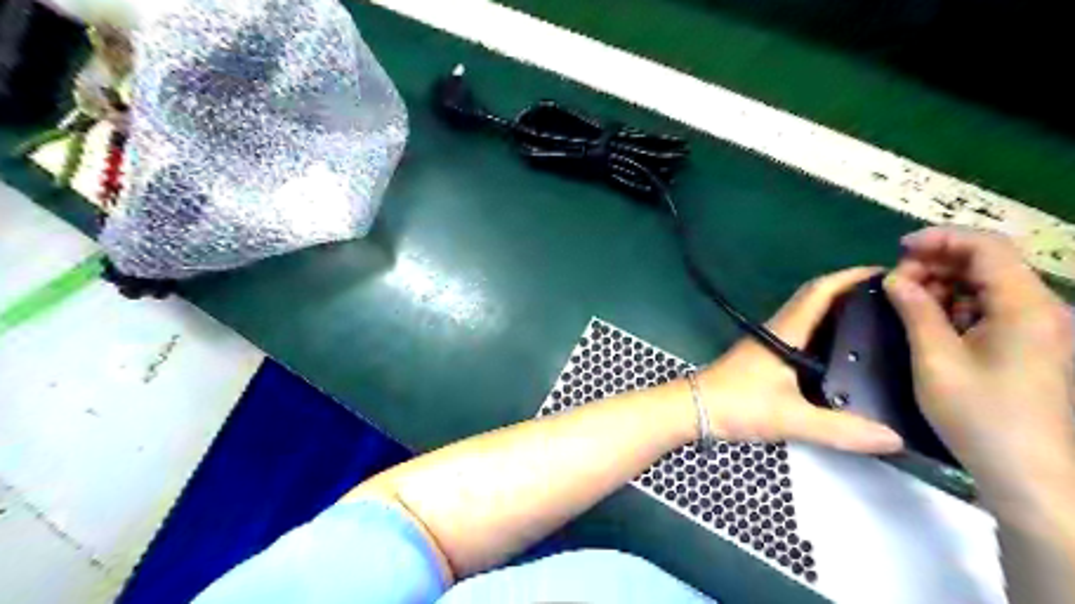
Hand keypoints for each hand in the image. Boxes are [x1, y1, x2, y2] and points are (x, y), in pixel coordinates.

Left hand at [702, 267, 900, 452]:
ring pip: (807, 316)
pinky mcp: (764, 356)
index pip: (819, 291)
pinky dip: (824, 331)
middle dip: (851, 291)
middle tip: (894, 299)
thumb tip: (896, 438)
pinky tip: (843, 352)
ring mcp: (769, 342)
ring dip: (837, 310)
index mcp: (785, 331)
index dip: (850, 276)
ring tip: (879, 321)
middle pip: (816, 298)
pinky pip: (801, 334)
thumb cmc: (738, 404)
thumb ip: (839, 429)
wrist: (694, 408)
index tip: (888, 272)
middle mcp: (778, 329)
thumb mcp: (790, 418)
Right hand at [883, 227, 1074, 499]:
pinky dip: (958, 306)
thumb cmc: (979, 414)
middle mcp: (1041, 308)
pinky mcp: (1030, 345)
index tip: (898, 249)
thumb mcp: (936, 359)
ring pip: (987, 285)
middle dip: (938, 264)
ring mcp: (1038, 328)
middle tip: (896, 283)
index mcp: (1025, 306)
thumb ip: (916, 310)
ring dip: (945, 285)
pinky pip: (992, 309)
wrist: (1028, 472)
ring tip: (907, 302)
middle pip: (988, 263)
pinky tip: (931, 322)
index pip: (987, 247)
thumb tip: (896, 279)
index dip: (941, 239)